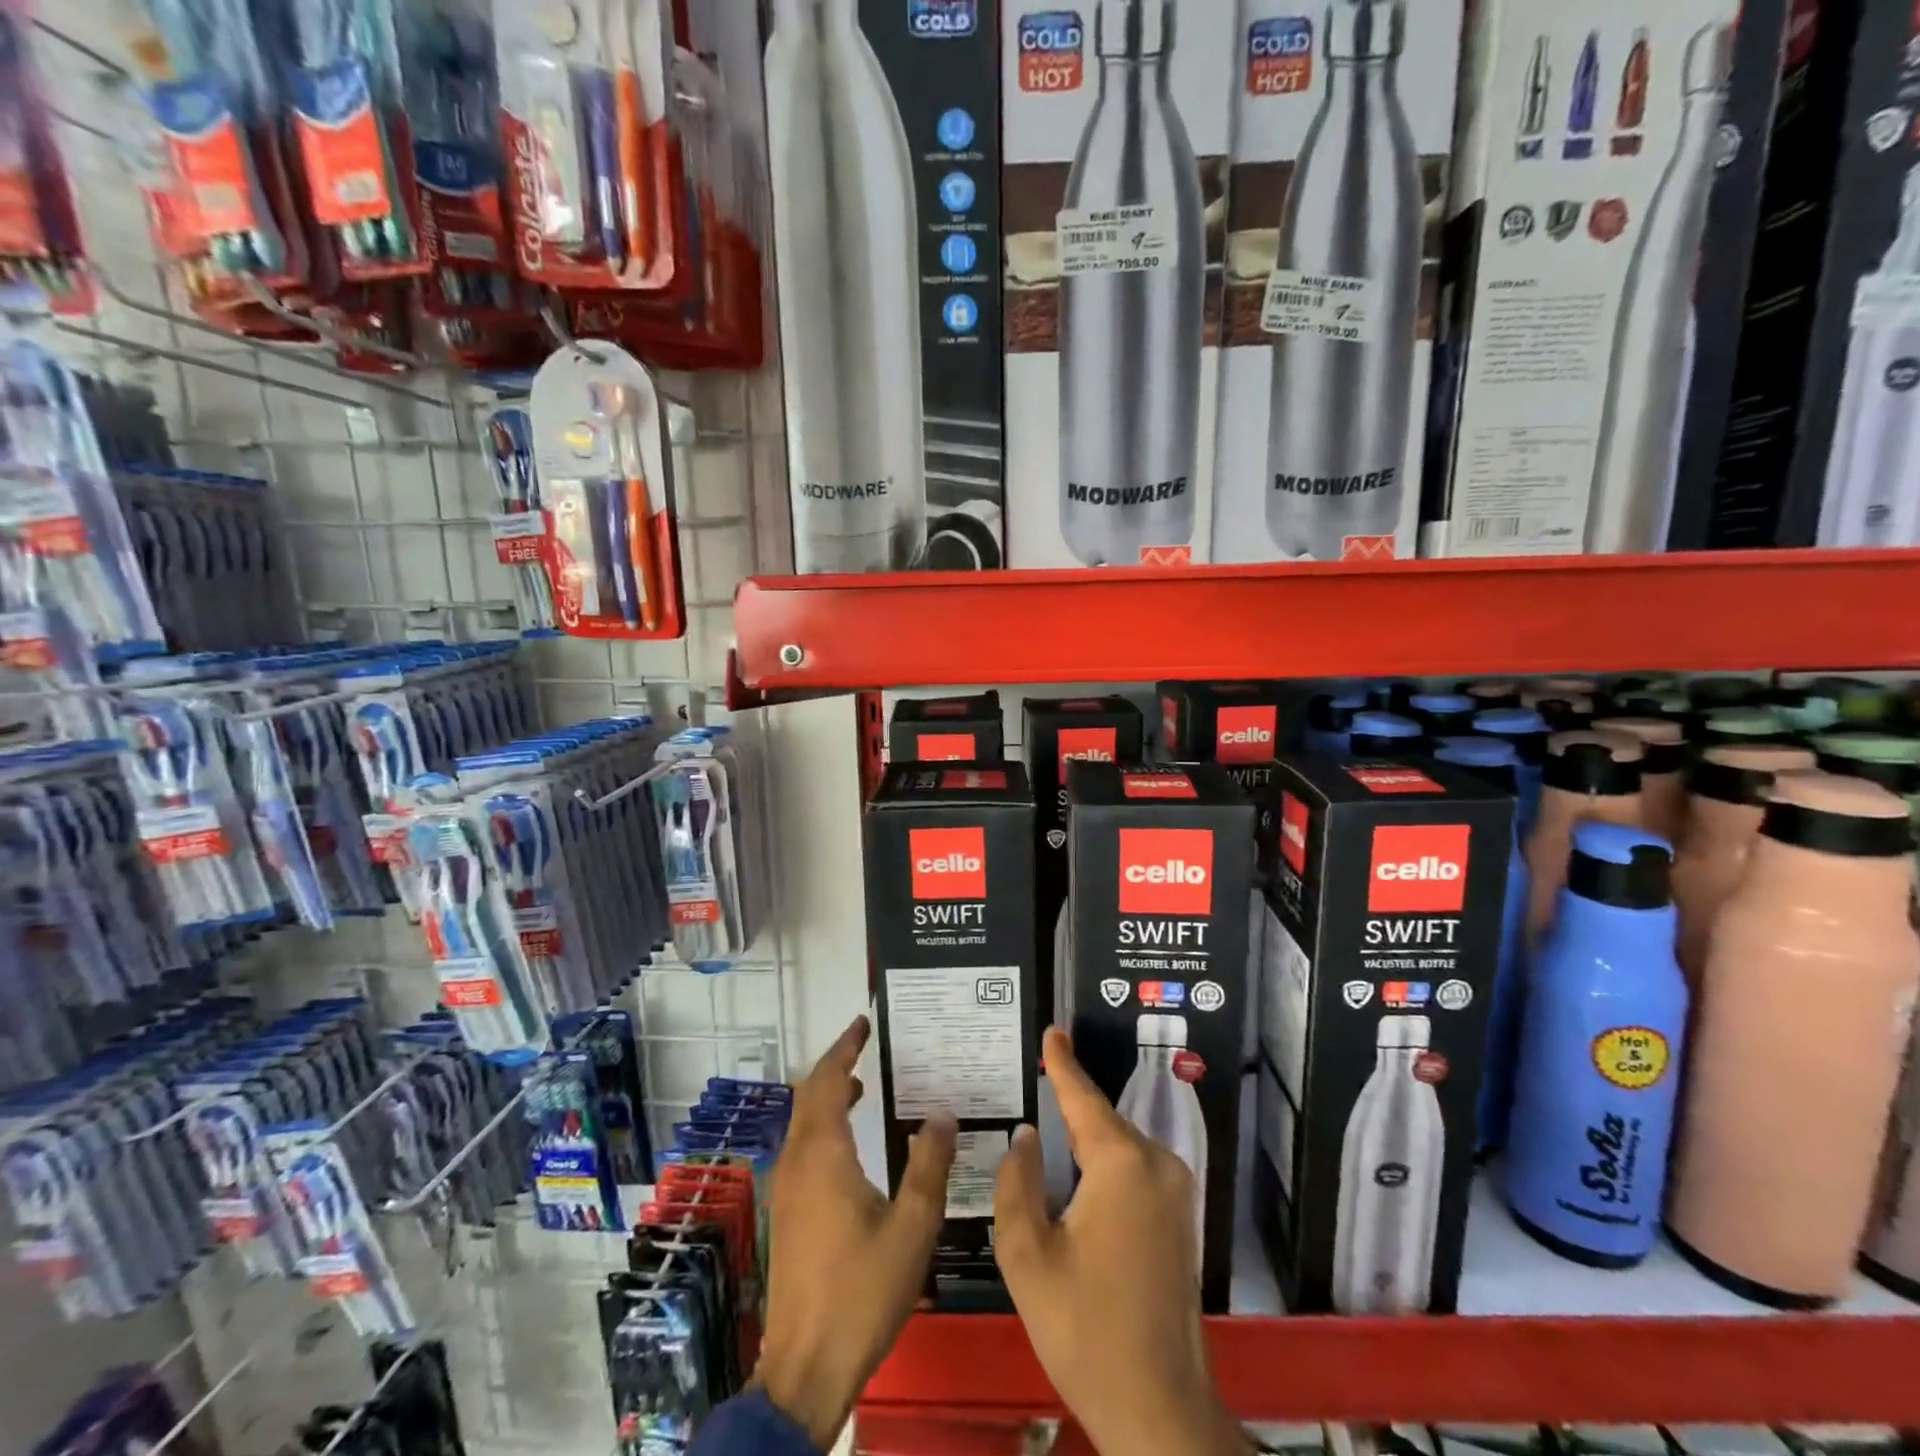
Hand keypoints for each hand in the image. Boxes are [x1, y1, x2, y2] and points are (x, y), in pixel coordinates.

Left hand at [752, 1016, 956, 1448]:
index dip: (844, 1048)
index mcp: (823, 1155)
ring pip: (802, 1122)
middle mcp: (797, 1162)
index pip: (827, 1081)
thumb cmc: (862, 1292)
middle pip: (809, 1096)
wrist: (806, 1369)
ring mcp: (786, 1189)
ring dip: (828, 1096)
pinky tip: (852, 1145)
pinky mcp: (787, 1212)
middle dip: (835, 1065)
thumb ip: (929, 1165)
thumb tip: (942, 1113)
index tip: (863, 1024)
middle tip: (867, 1047)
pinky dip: (823, 1125)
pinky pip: (802, 1147)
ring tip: (864, 1085)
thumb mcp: (912, 1227)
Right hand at [994, 1027, 1246, 1455]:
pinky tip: (1079, 1172)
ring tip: (1049, 1123)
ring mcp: (1177, 1193)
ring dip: (1087, 1136)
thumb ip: (1018, 1183)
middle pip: (1102, 1121)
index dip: (1063, 1063)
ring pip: (1120, 1146)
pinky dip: (1105, 1161)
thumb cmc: (1085, 1330)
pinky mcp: (1182, 1218)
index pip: (1083, 1098)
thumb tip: (1026, 1137)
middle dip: (1070, 1102)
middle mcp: (1157, 1165)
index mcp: (1121, 1164)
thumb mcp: (1028, 1256)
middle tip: (1035, 1081)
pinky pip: (1135, 1169)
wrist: (1160, 1410)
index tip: (1052, 1031)